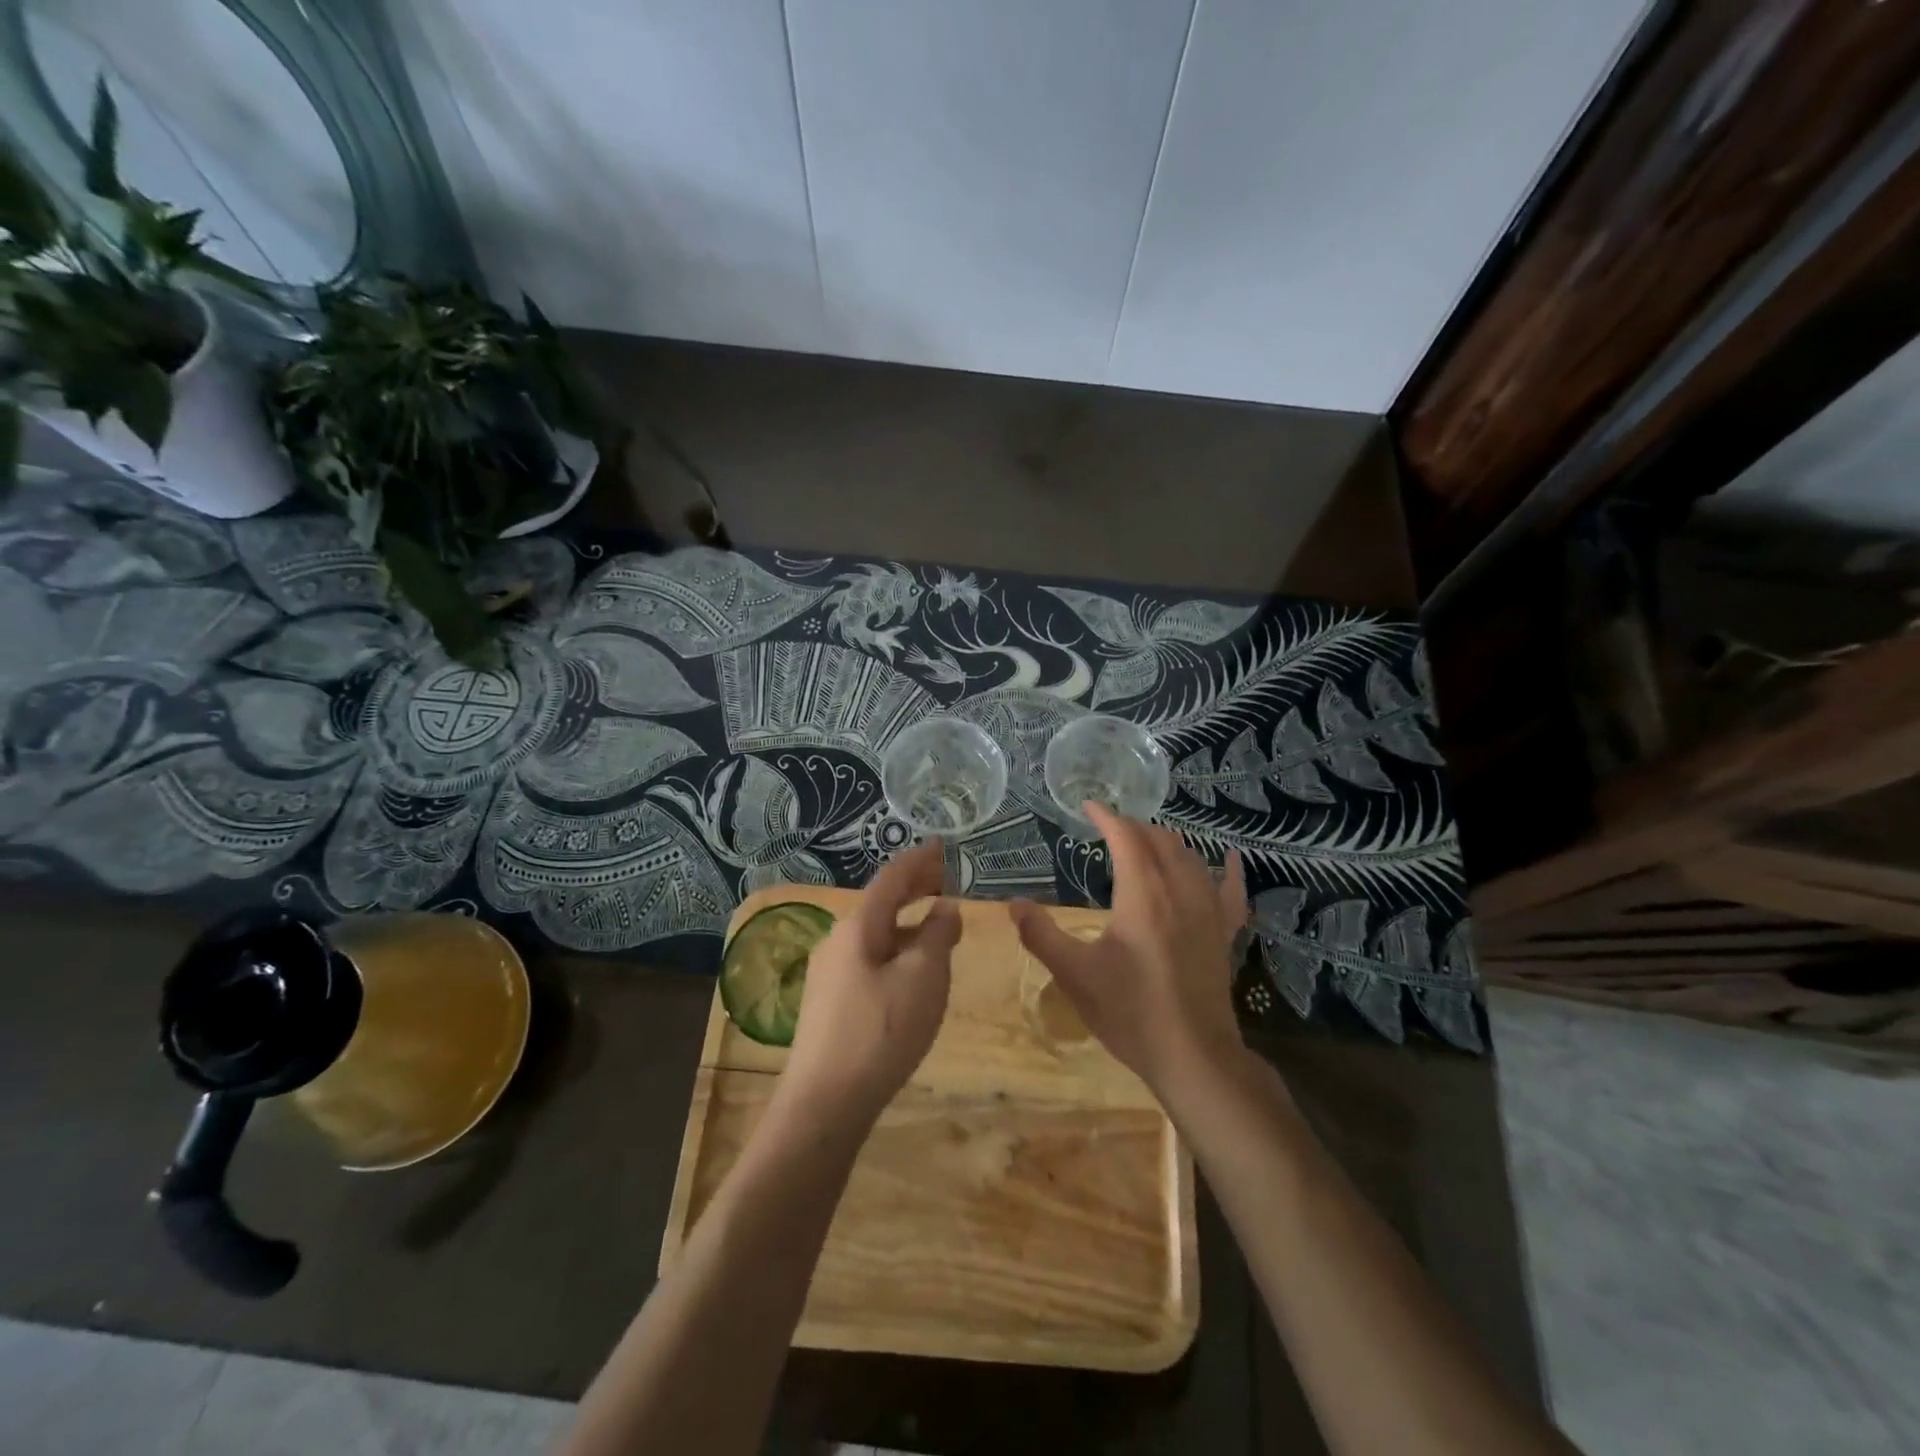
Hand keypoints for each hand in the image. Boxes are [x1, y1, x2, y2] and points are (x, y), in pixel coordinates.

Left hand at [781, 839, 959, 1128]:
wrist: (824, 1103)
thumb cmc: (881, 1032)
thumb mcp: (923, 978)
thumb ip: (938, 935)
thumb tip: (944, 908)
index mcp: (858, 927)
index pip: (892, 878)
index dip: (920, 860)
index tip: (944, 845)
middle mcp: (838, 940)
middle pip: (881, 902)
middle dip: (914, 887)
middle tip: (946, 877)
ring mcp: (830, 973)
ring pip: (876, 932)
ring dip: (907, 920)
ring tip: (937, 922)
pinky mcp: (831, 1003)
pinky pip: (870, 958)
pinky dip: (896, 947)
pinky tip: (911, 968)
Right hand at [1010, 804, 1247, 1103]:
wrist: (1192, 1057)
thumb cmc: (1129, 1012)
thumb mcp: (1074, 974)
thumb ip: (1040, 935)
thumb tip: (1013, 905)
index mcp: (1142, 894)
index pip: (1126, 838)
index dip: (1106, 817)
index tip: (1087, 806)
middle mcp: (1179, 891)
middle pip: (1160, 841)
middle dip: (1134, 827)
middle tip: (1110, 829)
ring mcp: (1208, 912)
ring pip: (1191, 859)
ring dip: (1167, 843)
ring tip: (1147, 841)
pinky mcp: (1225, 934)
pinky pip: (1232, 891)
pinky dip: (1228, 869)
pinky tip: (1229, 857)